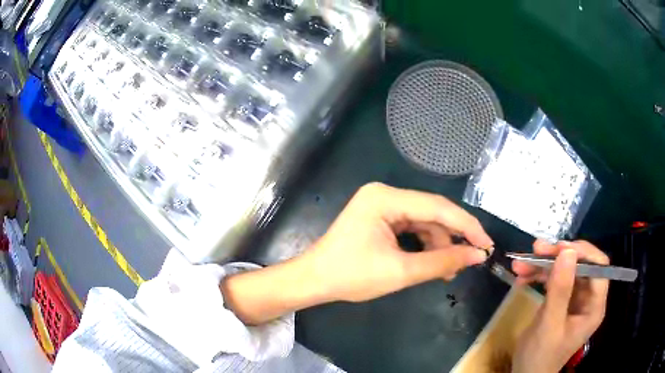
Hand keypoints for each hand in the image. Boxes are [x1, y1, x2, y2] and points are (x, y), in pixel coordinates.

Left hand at [222, 183, 492, 324]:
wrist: (314, 281)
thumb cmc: (351, 276)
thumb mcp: (401, 272)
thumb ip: (442, 262)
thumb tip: (477, 255)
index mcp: (386, 198)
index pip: (438, 207)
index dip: (467, 226)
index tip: (487, 244)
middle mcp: (385, 194)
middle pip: (432, 214)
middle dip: (452, 239)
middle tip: (470, 261)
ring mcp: (382, 205)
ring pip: (424, 223)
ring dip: (439, 246)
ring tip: (448, 271)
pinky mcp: (381, 218)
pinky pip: (412, 228)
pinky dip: (425, 246)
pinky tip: (433, 263)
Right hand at [511, 240, 608, 372]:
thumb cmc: (541, 356)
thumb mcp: (550, 326)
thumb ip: (560, 290)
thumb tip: (567, 251)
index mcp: (594, 305)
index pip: (598, 268)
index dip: (583, 254)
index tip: (559, 248)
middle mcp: (588, 298)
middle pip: (580, 266)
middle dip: (557, 257)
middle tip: (535, 250)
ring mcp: (574, 299)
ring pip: (564, 270)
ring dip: (543, 265)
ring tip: (520, 264)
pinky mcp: (560, 302)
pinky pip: (553, 281)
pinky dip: (538, 276)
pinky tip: (522, 278)